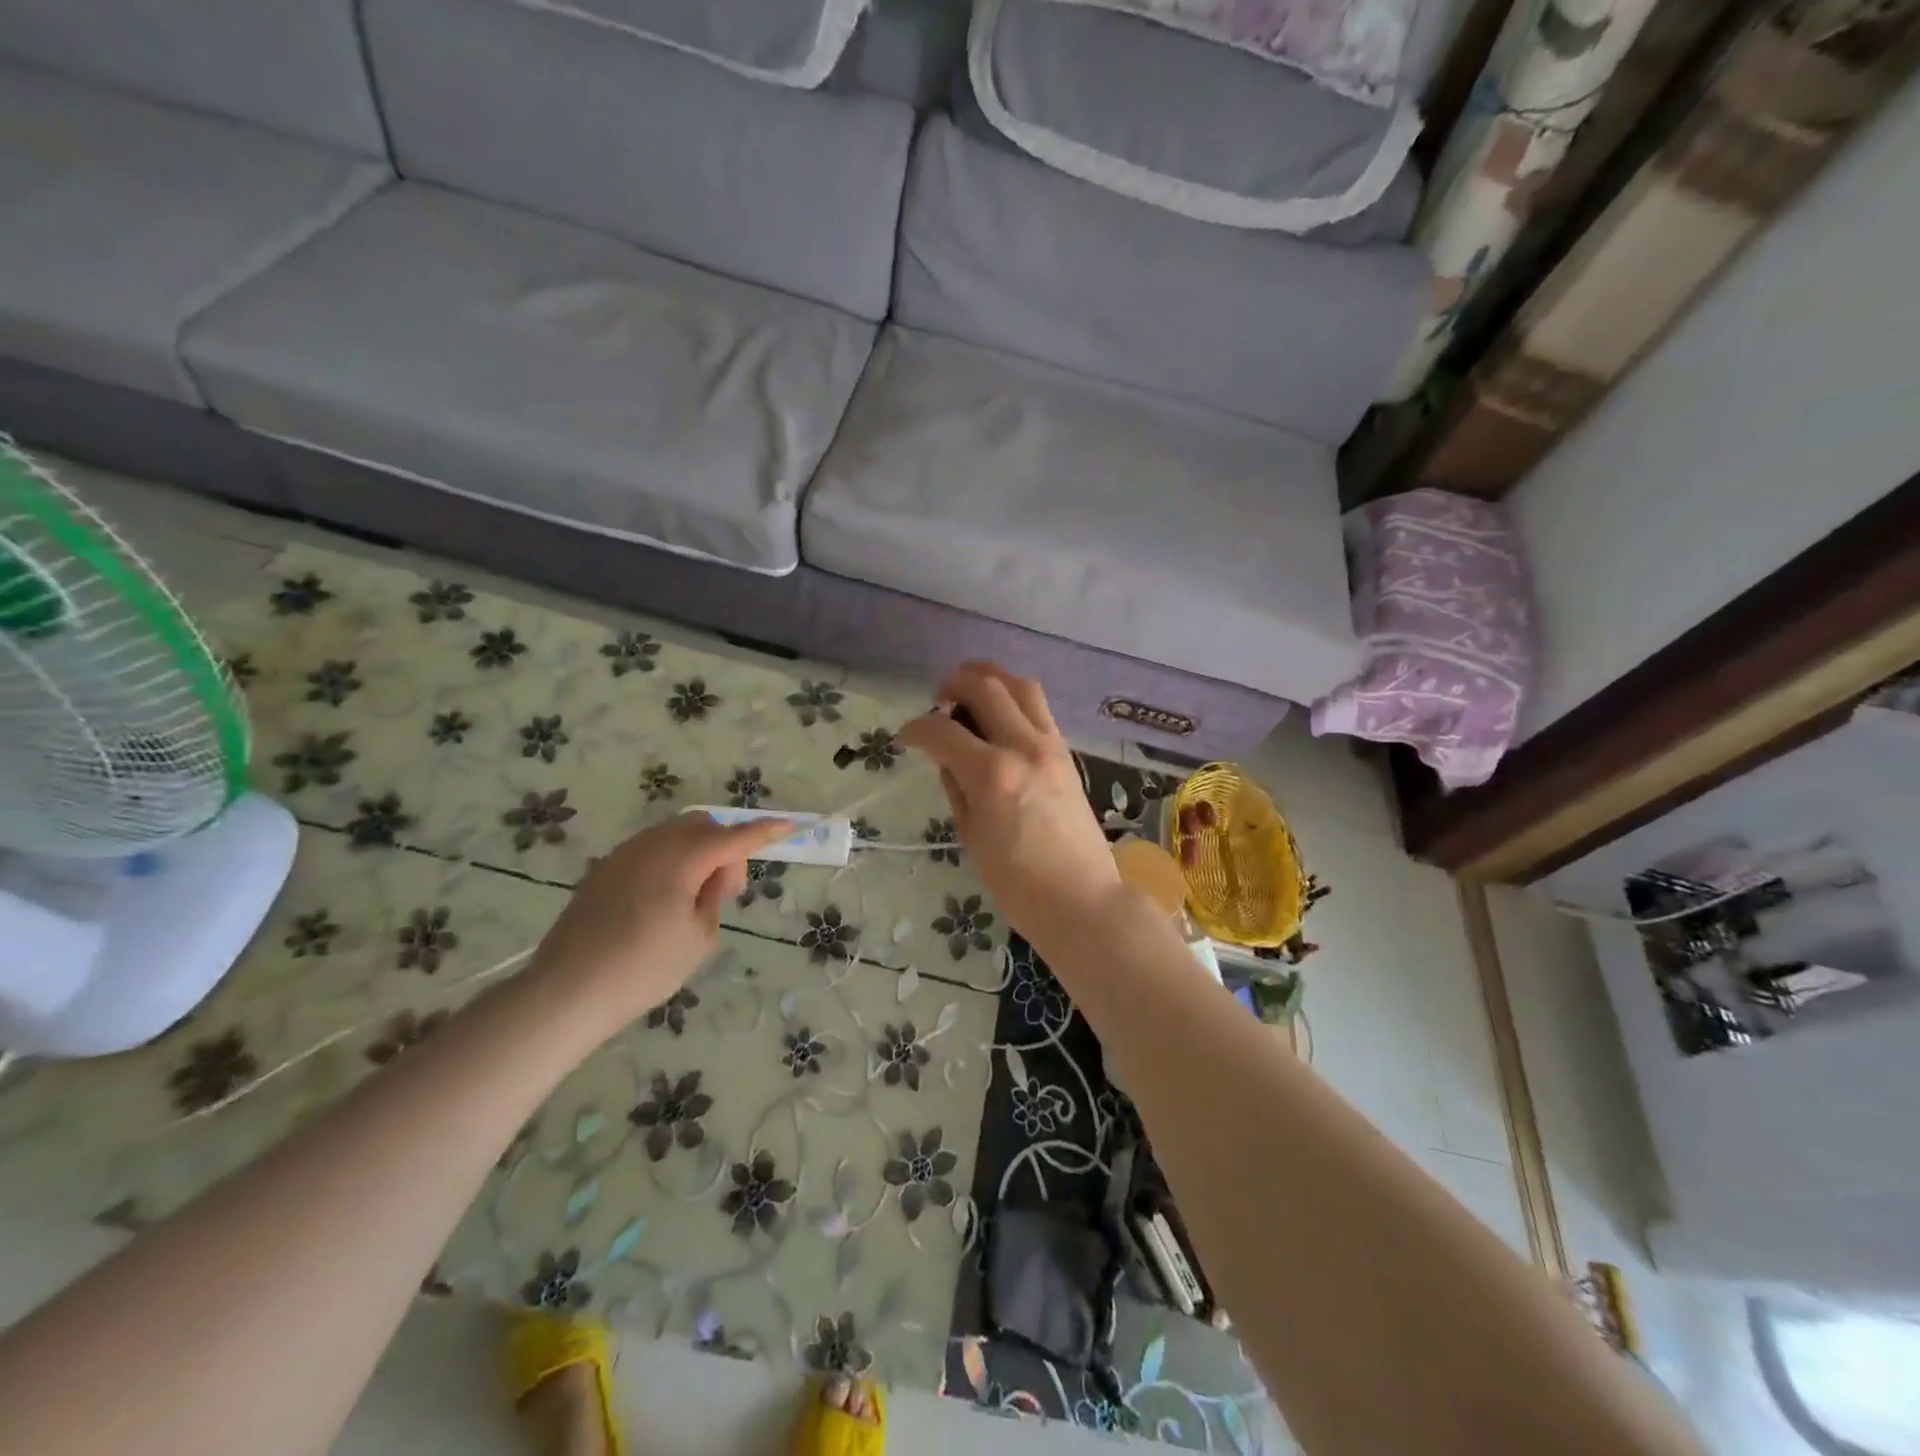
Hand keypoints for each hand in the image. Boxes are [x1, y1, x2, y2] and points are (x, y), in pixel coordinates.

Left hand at [530, 813, 792, 1030]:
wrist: (565, 992)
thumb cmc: (643, 969)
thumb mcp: (698, 938)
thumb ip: (714, 896)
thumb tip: (713, 875)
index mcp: (681, 859)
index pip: (735, 837)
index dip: (765, 831)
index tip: (790, 826)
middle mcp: (652, 845)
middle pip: (703, 825)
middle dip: (726, 846)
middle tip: (727, 889)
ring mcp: (623, 854)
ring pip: (674, 833)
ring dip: (698, 851)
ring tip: (696, 896)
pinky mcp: (603, 869)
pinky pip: (651, 848)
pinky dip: (672, 859)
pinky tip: (666, 897)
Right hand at [901, 662, 1124, 955]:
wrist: (1082, 900)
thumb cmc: (1017, 884)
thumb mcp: (971, 837)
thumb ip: (956, 789)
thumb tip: (947, 759)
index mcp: (992, 774)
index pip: (943, 731)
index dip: (916, 729)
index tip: (905, 738)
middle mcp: (1023, 747)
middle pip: (986, 687)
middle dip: (954, 684)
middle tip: (938, 699)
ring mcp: (1051, 747)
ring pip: (1021, 686)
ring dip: (991, 677)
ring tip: (970, 689)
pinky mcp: (1067, 754)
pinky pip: (1039, 709)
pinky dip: (1015, 699)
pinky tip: (1000, 714)